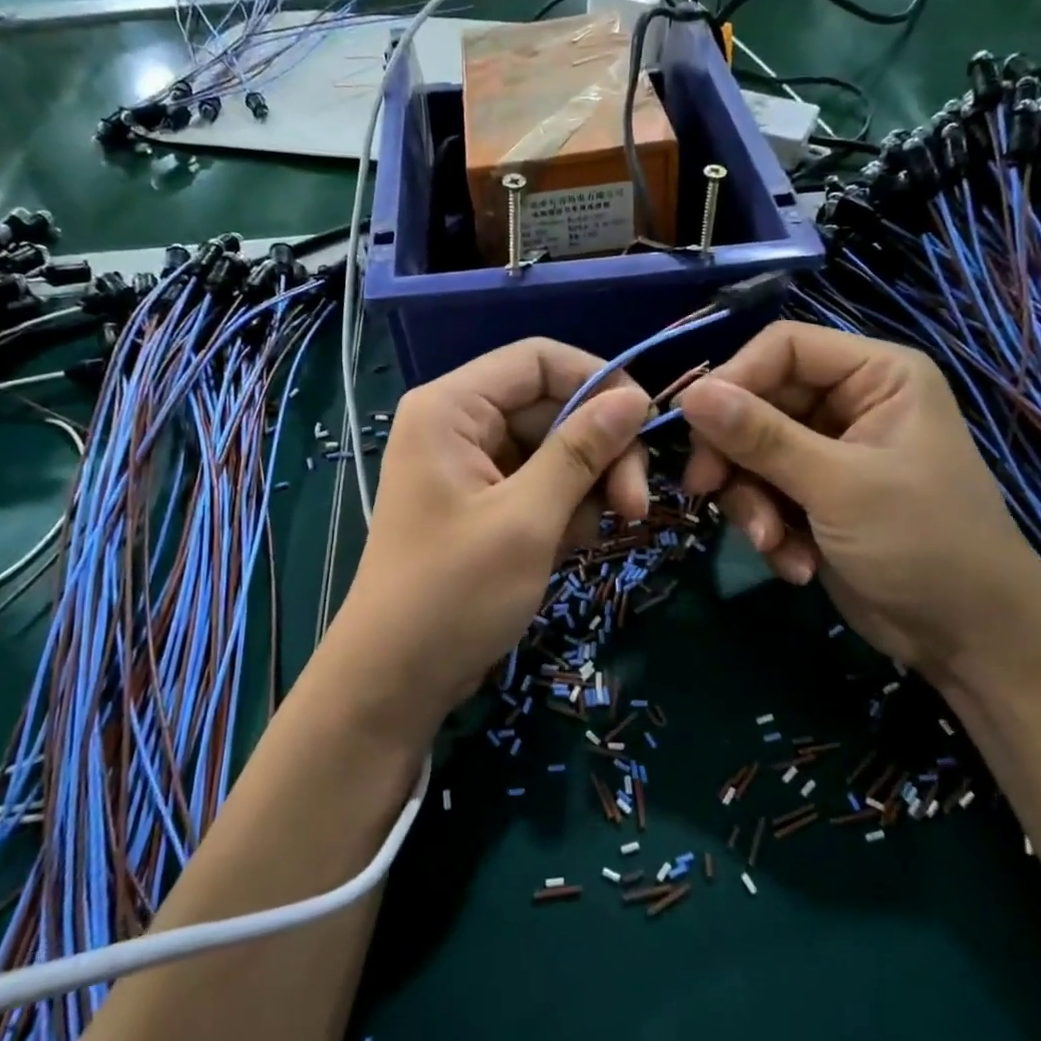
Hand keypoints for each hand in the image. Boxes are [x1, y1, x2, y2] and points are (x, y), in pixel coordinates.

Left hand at [327, 339, 650, 737]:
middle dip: (600, 451)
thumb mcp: (527, 519)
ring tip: (595, 536)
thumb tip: (634, 399)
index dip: (598, 381)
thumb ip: (581, 451)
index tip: (645, 425)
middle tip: (635, 507)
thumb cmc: (453, 593)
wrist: (395, 681)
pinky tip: (570, 548)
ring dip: (587, 487)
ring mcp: (471, 466)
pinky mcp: (483, 504)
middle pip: (552, 407)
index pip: (538, 359)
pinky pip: (540, 484)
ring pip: (553, 449)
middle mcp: (459, 425)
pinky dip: (564, 510)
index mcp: (452, 408)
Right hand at [678, 321, 1040, 677]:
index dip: (734, 378)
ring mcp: (828, 451)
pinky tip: (795, 563)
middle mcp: (849, 403)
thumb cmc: (923, 544)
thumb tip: (690, 394)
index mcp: (875, 376)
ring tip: (772, 543)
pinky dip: (769, 527)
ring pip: (750, 452)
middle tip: (706, 490)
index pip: (784, 347)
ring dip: (751, 502)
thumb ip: (761, 437)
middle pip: (757, 402)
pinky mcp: (814, 495)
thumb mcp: (838, 486)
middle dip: (735, 456)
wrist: (969, 639)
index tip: (693, 422)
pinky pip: (763, 491)